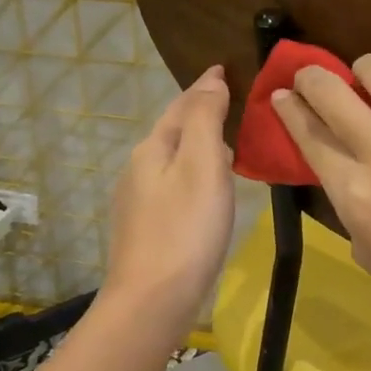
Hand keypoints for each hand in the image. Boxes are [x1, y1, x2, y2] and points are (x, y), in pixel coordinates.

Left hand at [103, 65, 235, 331]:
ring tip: (228, 146)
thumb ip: (205, 119)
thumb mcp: (202, 164)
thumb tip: (210, 80)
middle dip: (199, 115)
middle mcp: (138, 170)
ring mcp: (138, 203)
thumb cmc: (185, 228)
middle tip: (233, 105)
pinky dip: (193, 176)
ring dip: (197, 147)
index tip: (224, 69)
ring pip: (172, 161)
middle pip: (172, 132)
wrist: (152, 300)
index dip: (204, 87)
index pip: (180, 106)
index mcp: (152, 149)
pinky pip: (173, 187)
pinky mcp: (146, 230)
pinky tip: (208, 192)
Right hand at [272, 55, 370, 338]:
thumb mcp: (366, 249)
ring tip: (369, 80)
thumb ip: (348, 201)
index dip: (288, 109)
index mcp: (353, 193)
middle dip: (311, 78)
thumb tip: (342, 163)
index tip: (281, 95)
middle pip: (332, 92)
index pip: (309, 134)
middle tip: (312, 79)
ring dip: (365, 71)